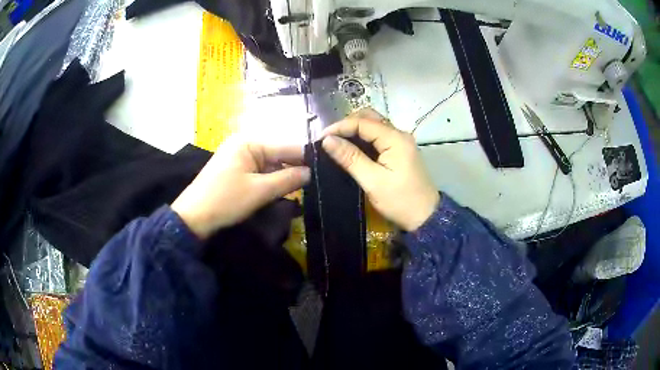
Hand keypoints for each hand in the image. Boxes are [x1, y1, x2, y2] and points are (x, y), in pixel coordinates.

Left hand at [171, 135, 309, 238]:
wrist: (193, 217)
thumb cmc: (225, 201)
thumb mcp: (259, 191)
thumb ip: (288, 179)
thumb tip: (311, 173)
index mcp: (249, 141)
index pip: (286, 146)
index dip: (307, 157)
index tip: (327, 168)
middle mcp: (245, 143)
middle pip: (279, 153)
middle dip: (296, 168)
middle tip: (318, 181)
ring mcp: (240, 156)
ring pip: (271, 164)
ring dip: (285, 176)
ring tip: (306, 186)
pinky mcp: (237, 169)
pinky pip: (261, 171)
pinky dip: (273, 180)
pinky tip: (286, 189)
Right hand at [322, 109, 439, 231]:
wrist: (425, 217)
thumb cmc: (400, 201)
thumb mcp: (373, 181)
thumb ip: (350, 158)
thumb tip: (327, 140)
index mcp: (395, 139)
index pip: (363, 122)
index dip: (339, 127)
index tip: (320, 138)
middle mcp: (399, 134)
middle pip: (369, 118)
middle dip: (347, 125)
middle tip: (328, 139)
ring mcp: (401, 142)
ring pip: (373, 126)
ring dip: (354, 130)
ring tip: (335, 142)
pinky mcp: (399, 150)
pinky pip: (378, 137)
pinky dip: (362, 138)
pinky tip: (350, 148)